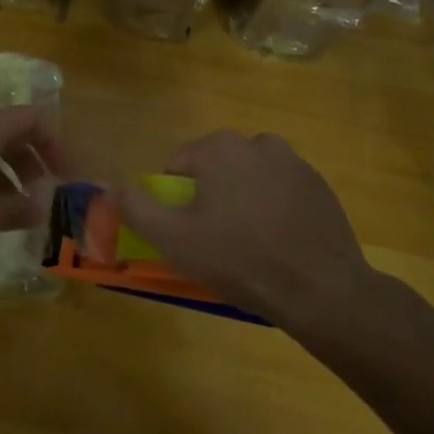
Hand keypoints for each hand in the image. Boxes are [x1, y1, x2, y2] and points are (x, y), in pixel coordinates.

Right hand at [106, 130, 380, 326]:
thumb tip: (111, 187)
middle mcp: (257, 142)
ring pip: (250, 178)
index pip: (179, 165)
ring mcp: (294, 162)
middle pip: (216, 168)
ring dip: (243, 200)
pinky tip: (279, 244)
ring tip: (250, 245)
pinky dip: (275, 209)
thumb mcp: (174, 240)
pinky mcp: (320, 186)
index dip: (176, 200)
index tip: (187, 232)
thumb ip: (137, 208)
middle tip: (216, 241)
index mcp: (220, 148)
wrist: (322, 290)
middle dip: (211, 197)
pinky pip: (282, 192)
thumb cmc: (239, 260)